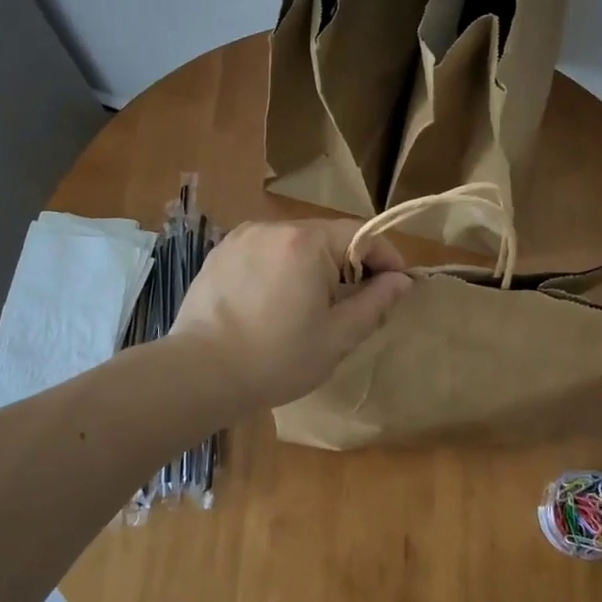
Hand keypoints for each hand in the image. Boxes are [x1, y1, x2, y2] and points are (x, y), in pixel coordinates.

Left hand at [168, 220, 411, 409]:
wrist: (200, 373)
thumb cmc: (276, 358)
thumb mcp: (337, 337)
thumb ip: (375, 302)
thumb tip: (402, 280)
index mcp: (307, 242)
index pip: (362, 234)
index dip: (386, 258)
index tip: (397, 287)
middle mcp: (274, 227)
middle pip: (327, 236)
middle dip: (348, 265)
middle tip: (354, 305)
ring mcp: (242, 237)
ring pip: (294, 244)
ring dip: (312, 267)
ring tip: (309, 307)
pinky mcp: (220, 253)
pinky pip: (264, 253)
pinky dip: (280, 269)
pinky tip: (272, 303)